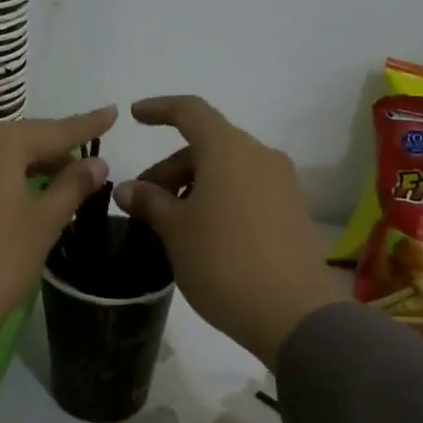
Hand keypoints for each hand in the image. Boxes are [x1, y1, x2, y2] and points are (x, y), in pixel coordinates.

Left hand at [0, 106, 116, 338]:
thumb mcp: (43, 224)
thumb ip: (72, 186)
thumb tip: (97, 162)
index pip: (54, 130)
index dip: (86, 125)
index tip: (111, 113)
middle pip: (14, 139)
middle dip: (45, 151)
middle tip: (73, 169)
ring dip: (5, 161)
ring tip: (28, 180)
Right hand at [113, 96, 348, 367]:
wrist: (293, 313)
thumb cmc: (223, 262)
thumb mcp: (176, 231)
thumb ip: (150, 202)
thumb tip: (128, 188)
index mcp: (229, 149)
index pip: (191, 111)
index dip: (160, 109)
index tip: (135, 117)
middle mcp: (260, 156)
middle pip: (207, 145)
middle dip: (170, 166)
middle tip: (144, 202)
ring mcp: (282, 184)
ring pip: (228, 169)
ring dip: (194, 184)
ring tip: (171, 222)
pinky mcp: (293, 211)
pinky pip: (247, 190)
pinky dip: (219, 198)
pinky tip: (204, 233)